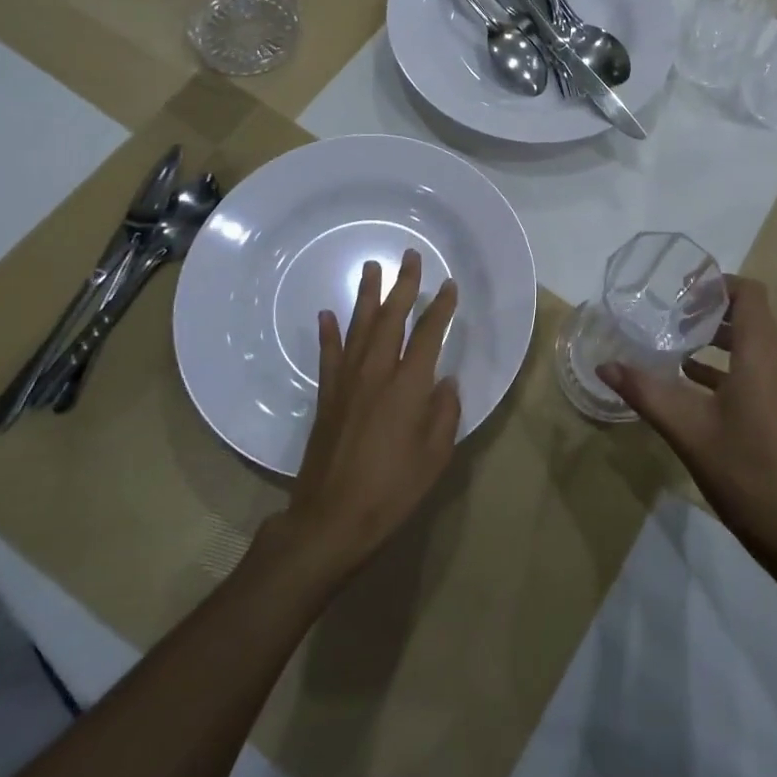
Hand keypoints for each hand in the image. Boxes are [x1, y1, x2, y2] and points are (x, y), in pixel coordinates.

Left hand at [284, 249, 459, 583]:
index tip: (449, 286)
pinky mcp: (327, 397)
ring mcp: (347, 382)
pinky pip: (329, 355)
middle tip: (409, 257)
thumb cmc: (392, 490)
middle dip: (403, 285)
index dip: (441, 308)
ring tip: (371, 268)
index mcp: (409, 386)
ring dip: (367, 296)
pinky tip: (327, 314)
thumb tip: (446, 383)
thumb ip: (444, 413)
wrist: (331, 519)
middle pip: (391, 318)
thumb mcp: (435, 456)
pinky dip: (328, 333)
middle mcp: (377, 373)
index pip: (429, 334)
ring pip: (359, 327)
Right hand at [596, 277, 776, 572]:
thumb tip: (605, 365)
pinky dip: (729, 364)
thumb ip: (645, 391)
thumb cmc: (744, 471)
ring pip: (754, 343)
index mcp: (760, 355)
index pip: (749, 294)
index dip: (718, 283)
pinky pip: (758, 368)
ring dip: (720, 336)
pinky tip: (694, 380)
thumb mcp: (686, 429)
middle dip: (712, 308)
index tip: (683, 288)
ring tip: (678, 340)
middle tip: (672, 312)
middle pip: (751, 315)